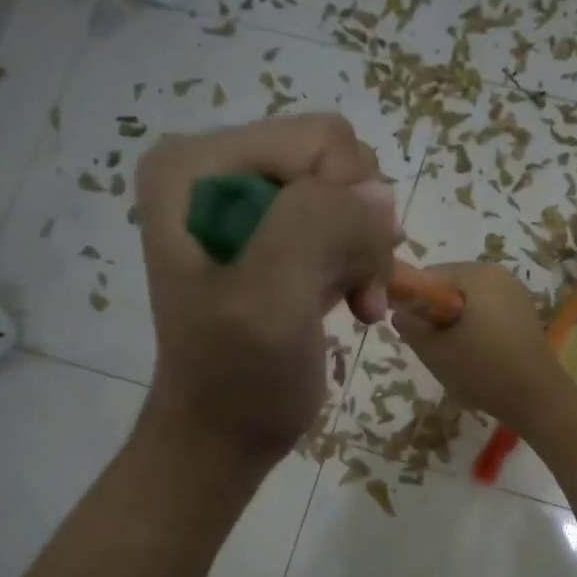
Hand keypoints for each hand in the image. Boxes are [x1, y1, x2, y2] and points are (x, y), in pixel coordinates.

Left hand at [134, 115, 397, 465]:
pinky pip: (348, 222)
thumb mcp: (270, 299)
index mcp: (198, 166)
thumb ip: (317, 226)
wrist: (222, 435)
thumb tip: (378, 197)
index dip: (349, 203)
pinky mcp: (275, 232)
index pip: (320, 141)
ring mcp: (249, 201)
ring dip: (366, 252)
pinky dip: (362, 264)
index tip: (344, 269)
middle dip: (360, 229)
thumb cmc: (238, 376)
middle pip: (340, 162)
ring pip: (352, 194)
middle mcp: (219, 168)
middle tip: (355, 288)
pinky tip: (355, 302)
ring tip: (358, 300)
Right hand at [392, 263, 574, 430]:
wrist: (538, 399)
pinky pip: (488, 315)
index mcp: (477, 274)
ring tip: (457, 358)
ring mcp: (516, 295)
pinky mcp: (525, 316)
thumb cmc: (483, 369)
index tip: (414, 332)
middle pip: (451, 288)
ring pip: (469, 304)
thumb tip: (401, 313)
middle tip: (435, 349)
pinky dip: (476, 332)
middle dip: (437, 315)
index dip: (414, 302)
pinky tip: (479, 360)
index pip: (429, 276)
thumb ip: (410, 327)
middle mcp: (500, 276)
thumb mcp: (435, 351)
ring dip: (456, 326)